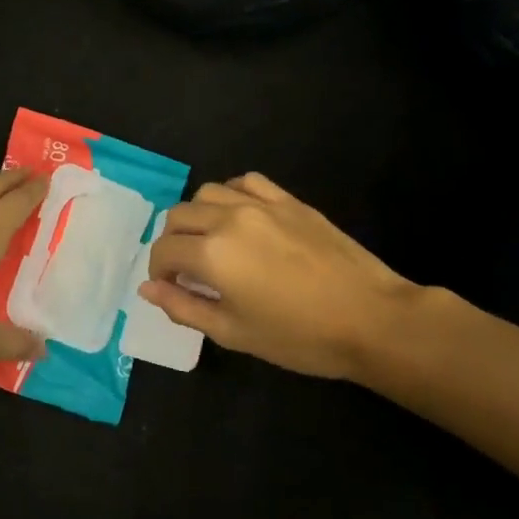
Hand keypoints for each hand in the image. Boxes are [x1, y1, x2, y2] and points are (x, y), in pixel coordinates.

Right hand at [138, 173, 421, 380]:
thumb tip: (147, 290)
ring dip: (198, 216)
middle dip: (173, 243)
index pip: (164, 251)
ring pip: (207, 193)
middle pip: (178, 216)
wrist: (371, 319)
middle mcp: (228, 219)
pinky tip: (239, 217)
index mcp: (212, 254)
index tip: (171, 289)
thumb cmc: (299, 337)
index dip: (159, 272)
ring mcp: (261, 204)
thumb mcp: (233, 333)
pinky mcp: (288, 200)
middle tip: (188, 271)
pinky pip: (245, 182)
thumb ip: (184, 308)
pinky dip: (231, 195)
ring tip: (212, 242)